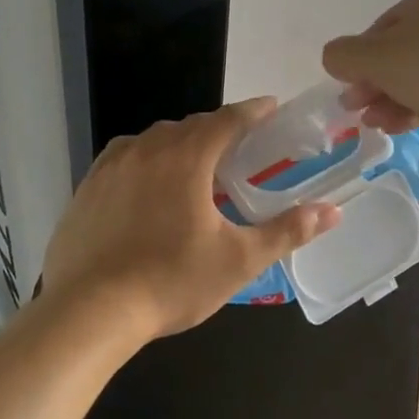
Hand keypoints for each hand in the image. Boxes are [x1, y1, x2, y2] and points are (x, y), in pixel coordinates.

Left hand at [41, 99, 341, 341]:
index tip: (271, 107)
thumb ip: (286, 231)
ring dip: (178, 143)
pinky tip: (146, 185)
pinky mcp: (86, 188)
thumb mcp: (239, 260)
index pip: (227, 120)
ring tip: (193, 164)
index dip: (253, 111)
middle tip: (237, 147)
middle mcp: (147, 149)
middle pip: (189, 126)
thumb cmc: (171, 281)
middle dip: (216, 129)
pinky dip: (144, 161)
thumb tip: (332, 211)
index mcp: (186, 158)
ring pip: (152, 140)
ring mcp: (110, 167)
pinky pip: (123, 159)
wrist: (89, 312)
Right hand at [323, 0, 418, 132]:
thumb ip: (344, 55)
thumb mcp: (378, 58)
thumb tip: (336, 58)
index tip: (349, 91)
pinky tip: (410, 126)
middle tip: (360, 112)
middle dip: (380, 83)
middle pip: (411, 48)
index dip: (362, 60)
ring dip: (401, 98)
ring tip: (381, 126)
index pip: (389, 23)